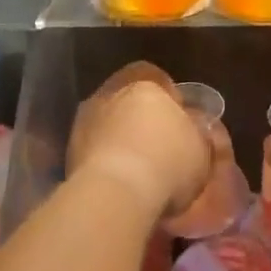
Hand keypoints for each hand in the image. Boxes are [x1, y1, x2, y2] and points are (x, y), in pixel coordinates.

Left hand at [68, 62, 211, 218]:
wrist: (116, 193)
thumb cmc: (167, 162)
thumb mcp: (200, 147)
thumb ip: (195, 130)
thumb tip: (193, 124)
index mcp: (144, 83)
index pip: (155, 77)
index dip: (167, 97)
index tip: (177, 120)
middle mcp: (110, 93)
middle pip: (127, 98)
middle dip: (139, 117)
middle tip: (155, 144)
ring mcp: (85, 119)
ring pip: (107, 122)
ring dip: (118, 138)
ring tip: (135, 167)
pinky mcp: (69, 150)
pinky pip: (93, 148)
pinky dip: (104, 159)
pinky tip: (118, 179)